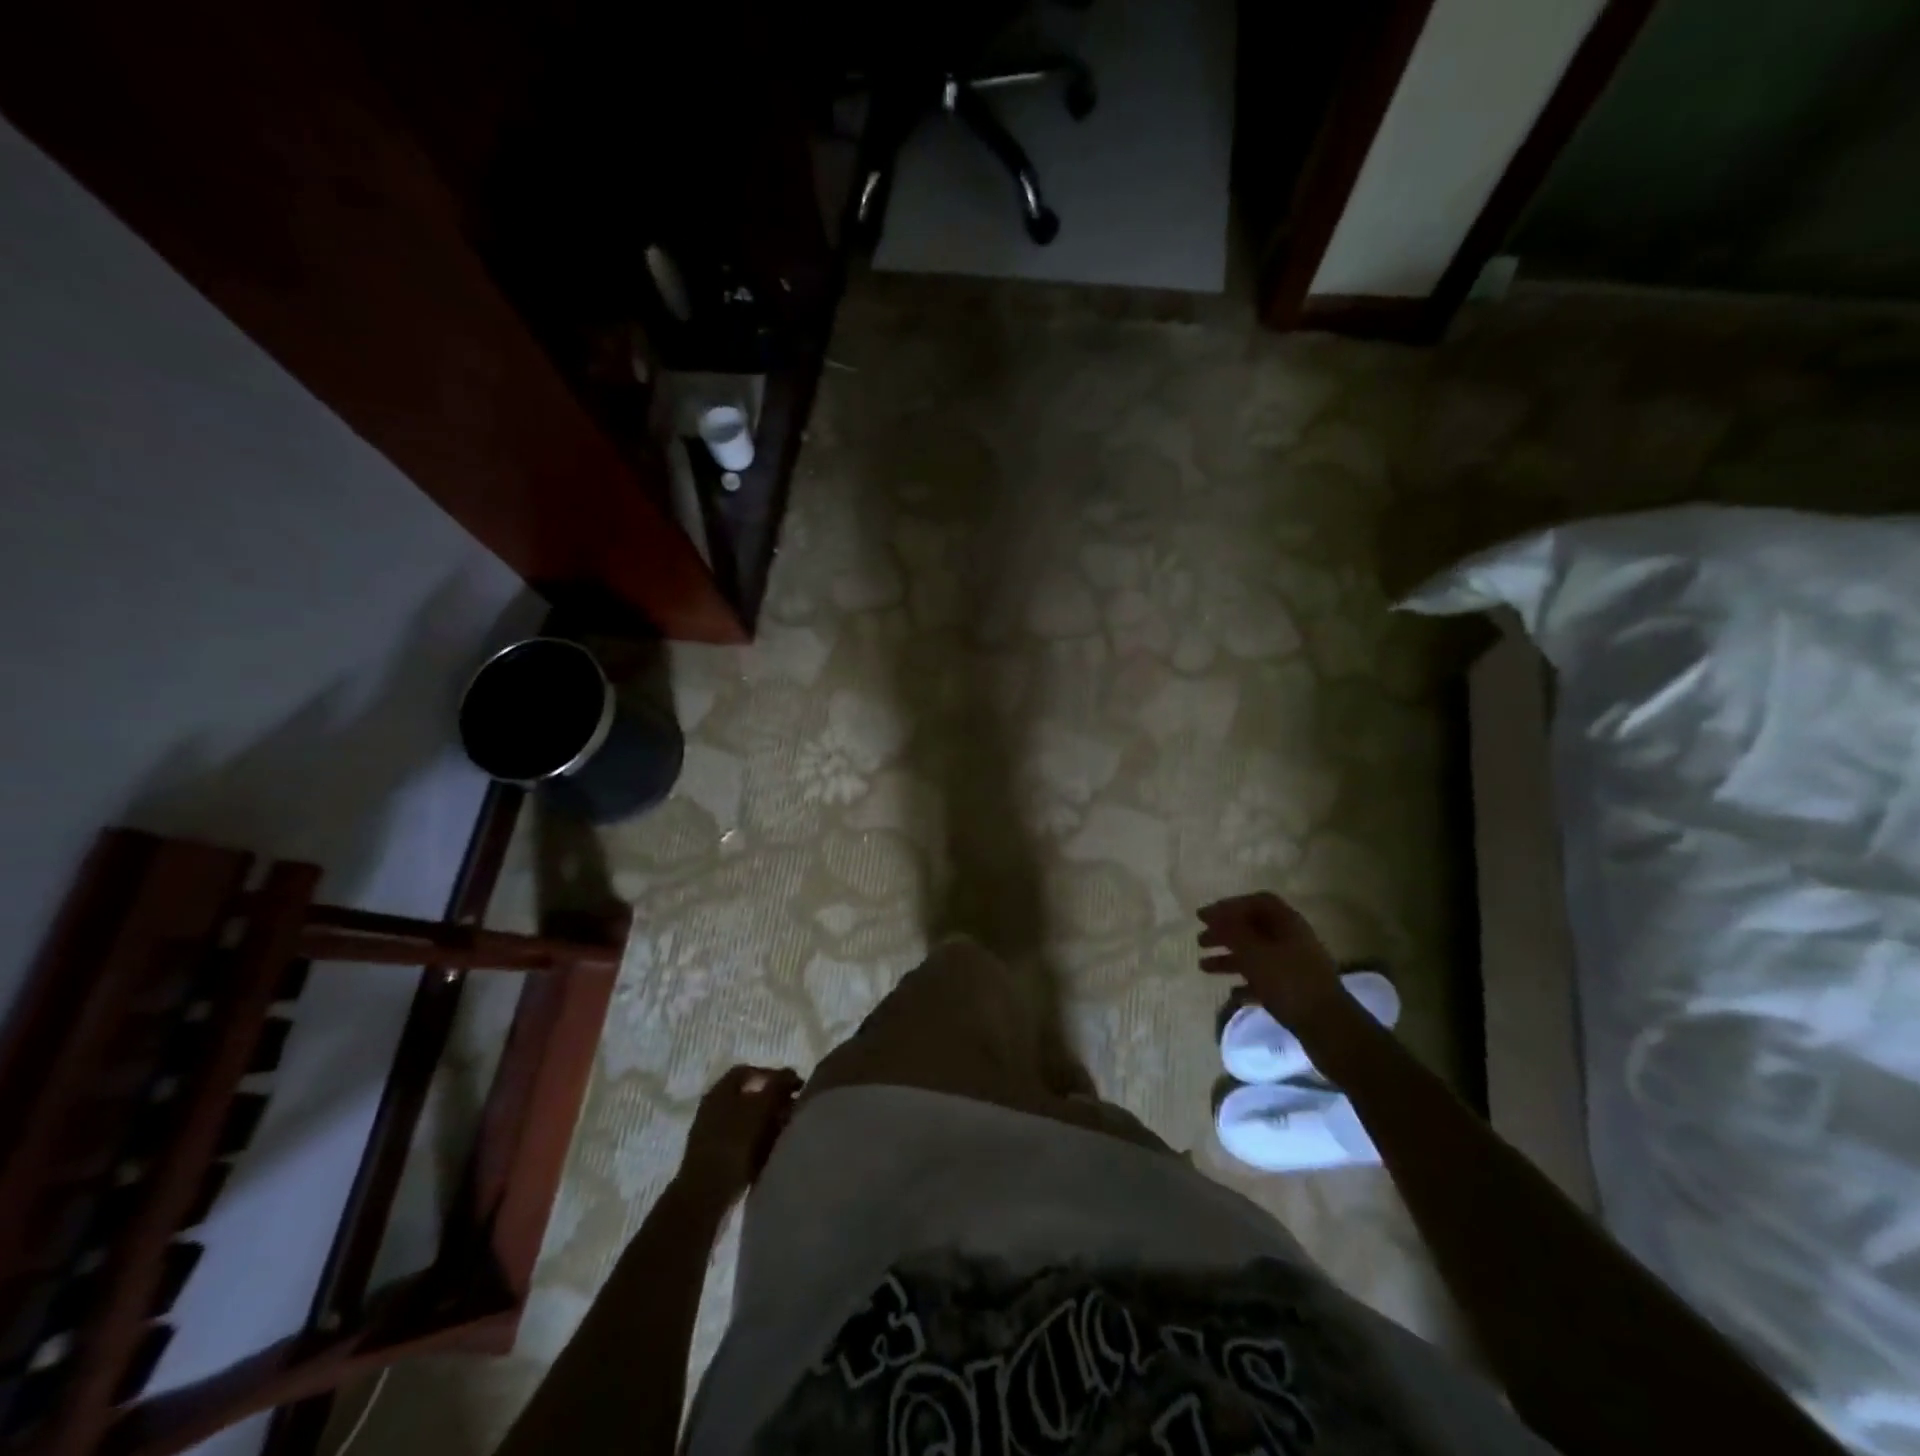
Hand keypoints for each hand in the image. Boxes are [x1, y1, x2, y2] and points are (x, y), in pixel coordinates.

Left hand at [679, 1065, 802, 1199]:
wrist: (705, 1195)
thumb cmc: (733, 1143)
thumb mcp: (761, 1107)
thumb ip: (777, 1086)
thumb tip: (790, 1074)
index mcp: (720, 1091)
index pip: (749, 1072)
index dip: (773, 1075)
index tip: (794, 1087)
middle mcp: (714, 1108)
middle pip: (749, 1096)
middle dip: (773, 1101)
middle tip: (793, 1110)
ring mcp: (713, 1135)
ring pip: (748, 1121)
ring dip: (768, 1123)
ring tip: (787, 1131)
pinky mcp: (716, 1159)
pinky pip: (743, 1142)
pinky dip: (760, 1143)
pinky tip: (773, 1151)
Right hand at [1197, 892, 1346, 1030]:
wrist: (1330, 1028)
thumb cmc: (1289, 983)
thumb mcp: (1254, 953)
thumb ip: (1232, 931)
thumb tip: (1213, 914)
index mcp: (1288, 923)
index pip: (1257, 902)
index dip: (1229, 906)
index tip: (1204, 917)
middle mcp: (1293, 939)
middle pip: (1254, 928)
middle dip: (1225, 933)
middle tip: (1200, 941)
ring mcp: (1296, 966)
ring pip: (1256, 954)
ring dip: (1230, 958)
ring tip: (1204, 967)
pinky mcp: (1296, 990)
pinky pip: (1265, 979)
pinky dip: (1246, 983)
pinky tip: (1232, 993)